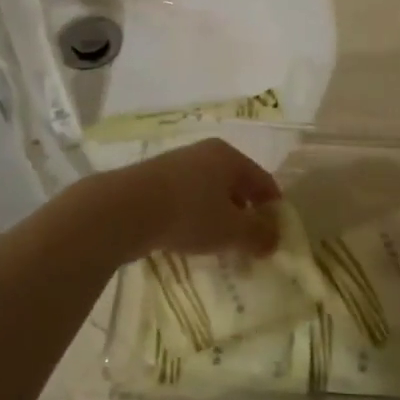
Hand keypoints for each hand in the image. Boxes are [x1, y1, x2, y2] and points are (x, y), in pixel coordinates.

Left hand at [103, 137, 282, 258]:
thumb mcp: (232, 230)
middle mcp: (204, 153)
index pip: (263, 181)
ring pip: (209, 193)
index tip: (276, 236)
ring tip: (217, 246)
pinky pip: (185, 200)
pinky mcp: (152, 181)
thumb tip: (274, 240)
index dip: (273, 209)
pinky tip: (187, 239)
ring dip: (217, 218)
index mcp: (229, 157)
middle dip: (245, 215)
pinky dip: (193, 218)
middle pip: (235, 185)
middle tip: (247, 244)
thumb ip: (258, 235)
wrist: (124, 210)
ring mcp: (175, 165)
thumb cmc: (189, 214)